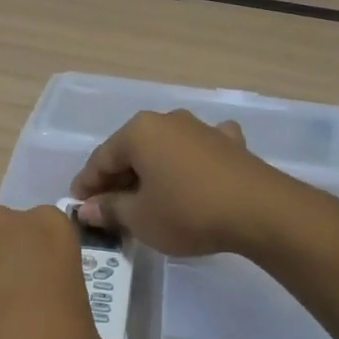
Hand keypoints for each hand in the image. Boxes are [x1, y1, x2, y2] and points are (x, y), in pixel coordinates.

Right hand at [70, 109, 295, 257]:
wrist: (260, 211)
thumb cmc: (187, 211)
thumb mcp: (140, 218)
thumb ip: (109, 209)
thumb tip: (87, 208)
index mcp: (138, 132)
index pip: (101, 159)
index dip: (86, 185)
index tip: (78, 207)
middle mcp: (167, 120)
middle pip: (132, 151)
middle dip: (118, 179)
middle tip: (108, 209)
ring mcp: (201, 128)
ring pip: (164, 149)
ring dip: (151, 171)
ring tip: (147, 198)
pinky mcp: (229, 143)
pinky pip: (198, 150)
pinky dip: (189, 162)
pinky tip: (194, 171)